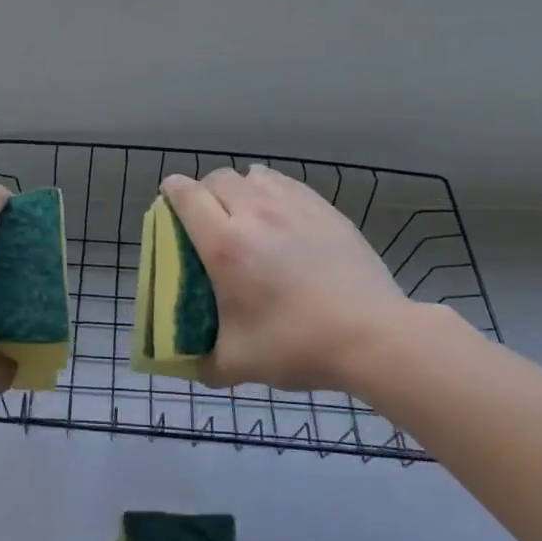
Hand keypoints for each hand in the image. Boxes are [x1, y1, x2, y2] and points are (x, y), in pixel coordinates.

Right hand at [160, 166, 424, 393]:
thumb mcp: (238, 364)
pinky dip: (272, 190)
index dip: (172, 191)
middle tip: (207, 217)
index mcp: (224, 245)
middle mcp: (254, 214)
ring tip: (245, 213)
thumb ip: (204, 363)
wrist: (372, 336)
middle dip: (205, 191)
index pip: (186, 195)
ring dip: (240, 188)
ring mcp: (294, 207)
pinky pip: (287, 184)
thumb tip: (188, 364)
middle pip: (218, 178)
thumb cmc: (297, 345)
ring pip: (254, 175)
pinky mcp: (325, 210)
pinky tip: (280, 214)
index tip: (169, 203)